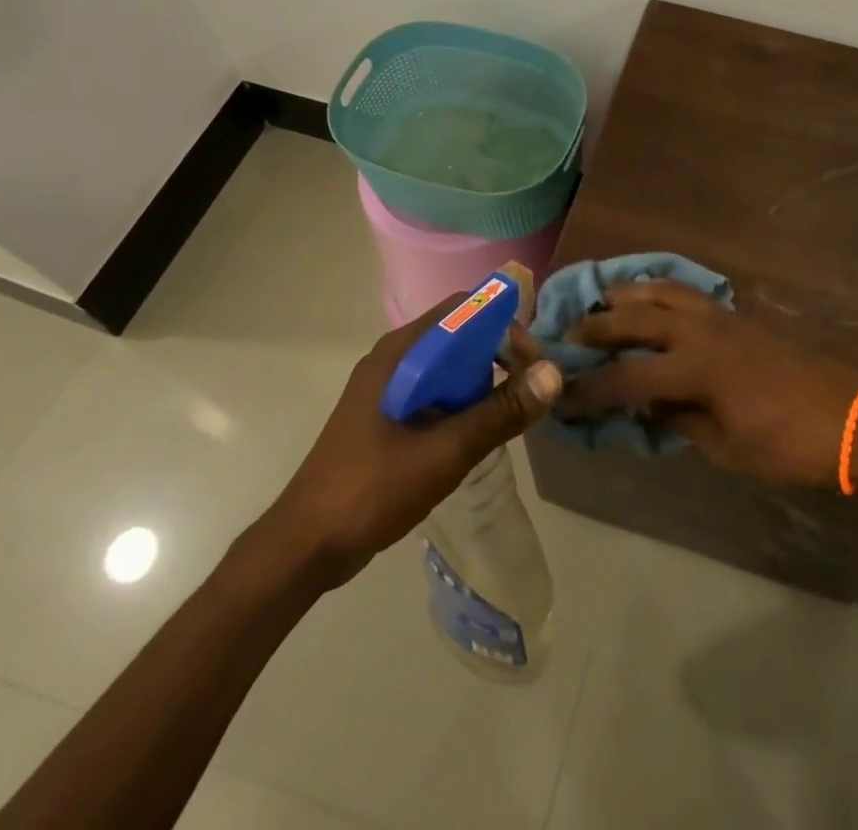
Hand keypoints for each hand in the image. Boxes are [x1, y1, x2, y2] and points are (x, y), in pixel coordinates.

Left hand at [254, 294, 561, 588]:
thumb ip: (500, 412)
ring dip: (481, 384)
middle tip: (527, 395)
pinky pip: (435, 393)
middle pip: (460, 336)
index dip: (505, 327)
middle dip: (498, 358)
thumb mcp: (445, 451)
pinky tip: (474, 436)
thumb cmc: (372, 490)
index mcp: (401, 353)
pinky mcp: (386, 415)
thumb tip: (553, 375)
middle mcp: (394, 359)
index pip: (465, 310)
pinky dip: (461, 404)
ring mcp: (387, 388)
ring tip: (506, 419)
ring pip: (449, 367)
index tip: (532, 364)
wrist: (304, 546)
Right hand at [563, 280, 857, 490]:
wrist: (853, 416)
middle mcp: (700, 330)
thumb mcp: (727, 448)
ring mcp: (721, 315)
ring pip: (661, 290)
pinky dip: (659, 291)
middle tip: (567, 337)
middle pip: (635, 318)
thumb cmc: (790, 444)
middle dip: (596, 327)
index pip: (627, 377)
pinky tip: (652, 302)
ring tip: (603, 304)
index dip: (590, 390)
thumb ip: (680, 421)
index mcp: (695, 368)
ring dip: (626, 295)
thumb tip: (648, 405)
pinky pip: (686, 291)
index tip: (561, 398)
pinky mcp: (737, 314)